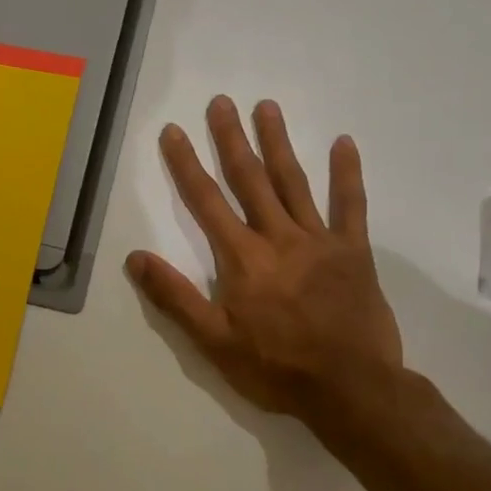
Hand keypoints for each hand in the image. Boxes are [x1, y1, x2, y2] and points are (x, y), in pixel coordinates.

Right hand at [127, 97, 405, 427]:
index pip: (206, 202)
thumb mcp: (214, 342)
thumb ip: (175, 298)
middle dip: (231, 139)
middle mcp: (278, 238)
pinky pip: (351, 206)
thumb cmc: (277, 368)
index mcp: (243, 259)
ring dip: (278, 143)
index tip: (173, 132)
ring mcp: (320, 241)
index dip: (186, 165)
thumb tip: (135, 258)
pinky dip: (347, 174)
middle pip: (250, 180)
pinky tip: (343, 143)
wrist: (351, 388)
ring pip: (294, 182)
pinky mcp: (354, 251)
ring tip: (267, 107)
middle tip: (221, 102)